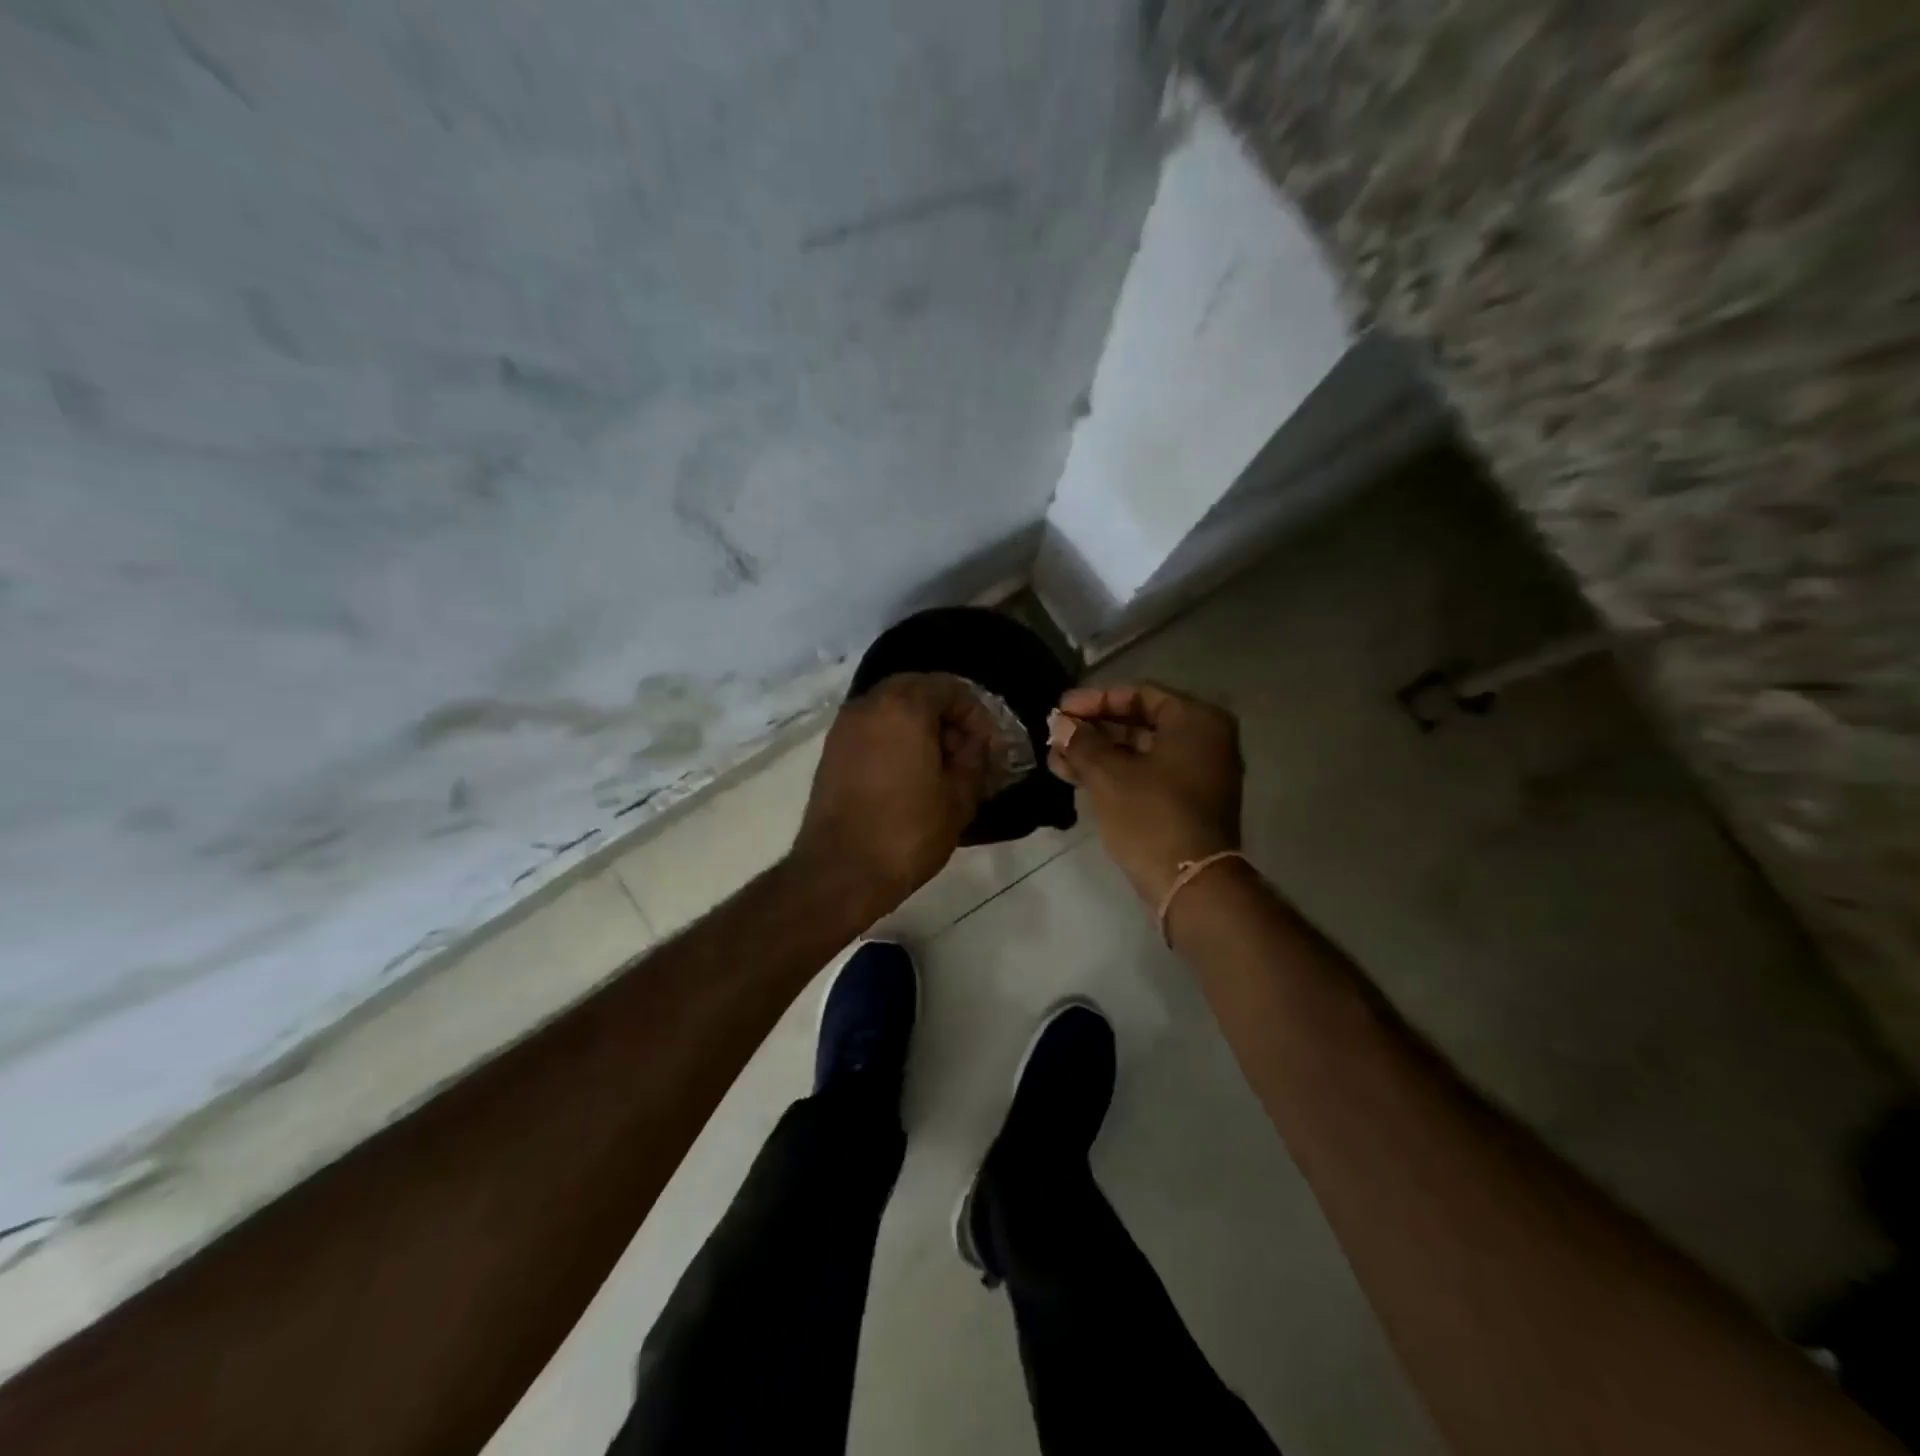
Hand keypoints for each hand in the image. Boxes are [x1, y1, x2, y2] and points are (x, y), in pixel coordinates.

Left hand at [792, 673, 994, 917]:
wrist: (841, 871)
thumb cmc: (908, 832)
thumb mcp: (958, 798)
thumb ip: (974, 758)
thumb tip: (977, 742)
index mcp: (904, 707)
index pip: (949, 687)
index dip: (975, 713)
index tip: (986, 745)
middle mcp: (869, 705)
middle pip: (916, 689)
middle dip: (944, 713)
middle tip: (963, 749)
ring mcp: (844, 727)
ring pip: (889, 707)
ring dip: (917, 724)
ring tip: (938, 763)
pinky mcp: (831, 751)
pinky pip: (870, 728)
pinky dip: (892, 738)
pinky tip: (908, 773)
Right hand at [1048, 682, 1242, 907]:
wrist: (1190, 884)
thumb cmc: (1151, 815)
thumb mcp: (1108, 773)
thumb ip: (1081, 742)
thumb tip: (1060, 725)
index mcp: (1196, 721)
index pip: (1138, 694)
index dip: (1094, 700)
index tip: (1060, 710)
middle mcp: (1205, 740)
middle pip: (1139, 722)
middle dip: (1093, 730)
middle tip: (1056, 734)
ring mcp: (1199, 774)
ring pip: (1139, 752)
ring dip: (1097, 754)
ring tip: (1056, 758)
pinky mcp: (1187, 803)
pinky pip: (1147, 775)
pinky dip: (1114, 774)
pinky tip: (1075, 777)